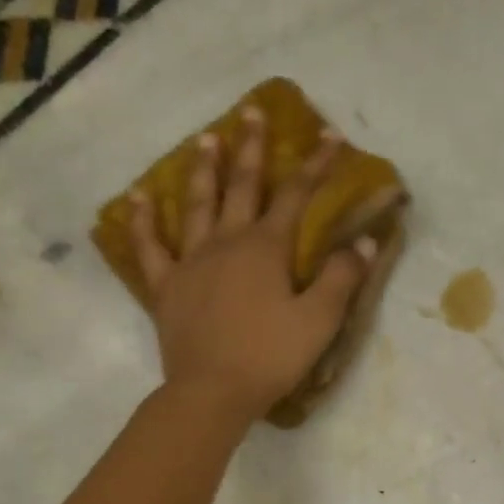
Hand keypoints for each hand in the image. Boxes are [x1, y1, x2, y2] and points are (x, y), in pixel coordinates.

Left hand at [128, 106, 373, 425]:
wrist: (212, 392)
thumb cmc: (270, 357)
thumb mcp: (318, 321)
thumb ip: (341, 278)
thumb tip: (365, 242)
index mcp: (266, 248)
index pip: (297, 195)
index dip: (315, 164)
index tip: (329, 135)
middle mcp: (227, 242)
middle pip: (242, 186)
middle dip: (252, 149)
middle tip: (253, 112)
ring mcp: (191, 262)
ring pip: (196, 205)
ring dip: (203, 170)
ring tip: (206, 139)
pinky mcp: (168, 287)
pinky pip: (150, 247)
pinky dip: (143, 221)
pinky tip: (138, 198)